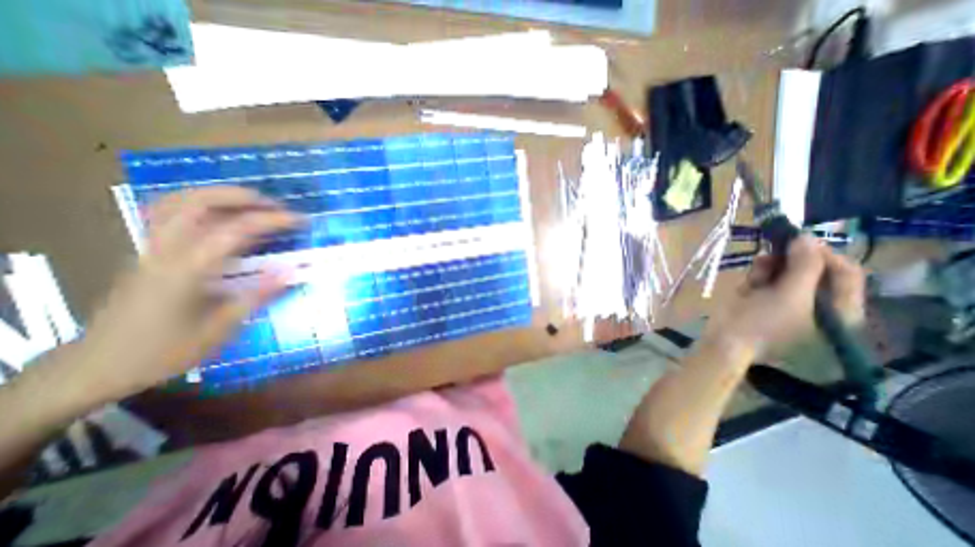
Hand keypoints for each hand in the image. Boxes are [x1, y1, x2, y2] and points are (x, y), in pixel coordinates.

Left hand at [78, 189, 300, 396]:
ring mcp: (149, 248)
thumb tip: (291, 271)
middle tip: (276, 205)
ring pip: (176, 202)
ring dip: (218, 194)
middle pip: (197, 203)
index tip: (300, 220)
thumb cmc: (165, 351)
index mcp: (186, 271)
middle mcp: (164, 251)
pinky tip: (218, 213)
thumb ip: (257, 295)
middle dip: (242, 197)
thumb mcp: (221, 328)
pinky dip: (196, 203)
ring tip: (252, 202)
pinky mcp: (145, 252)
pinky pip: (166, 213)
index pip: (235, 231)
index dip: (271, 220)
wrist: (97, 366)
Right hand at [707, 236, 863, 359]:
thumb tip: (806, 237)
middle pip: (815, 269)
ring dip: (773, 264)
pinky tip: (752, 275)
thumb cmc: (765, 322)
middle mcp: (817, 301)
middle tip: (777, 246)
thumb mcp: (791, 295)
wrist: (726, 338)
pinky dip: (760, 272)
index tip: (801, 241)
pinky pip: (767, 276)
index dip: (826, 253)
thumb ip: (805, 266)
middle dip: (794, 257)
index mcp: (838, 308)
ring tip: (759, 264)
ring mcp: (788, 298)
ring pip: (787, 270)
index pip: (846, 272)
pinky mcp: (764, 296)